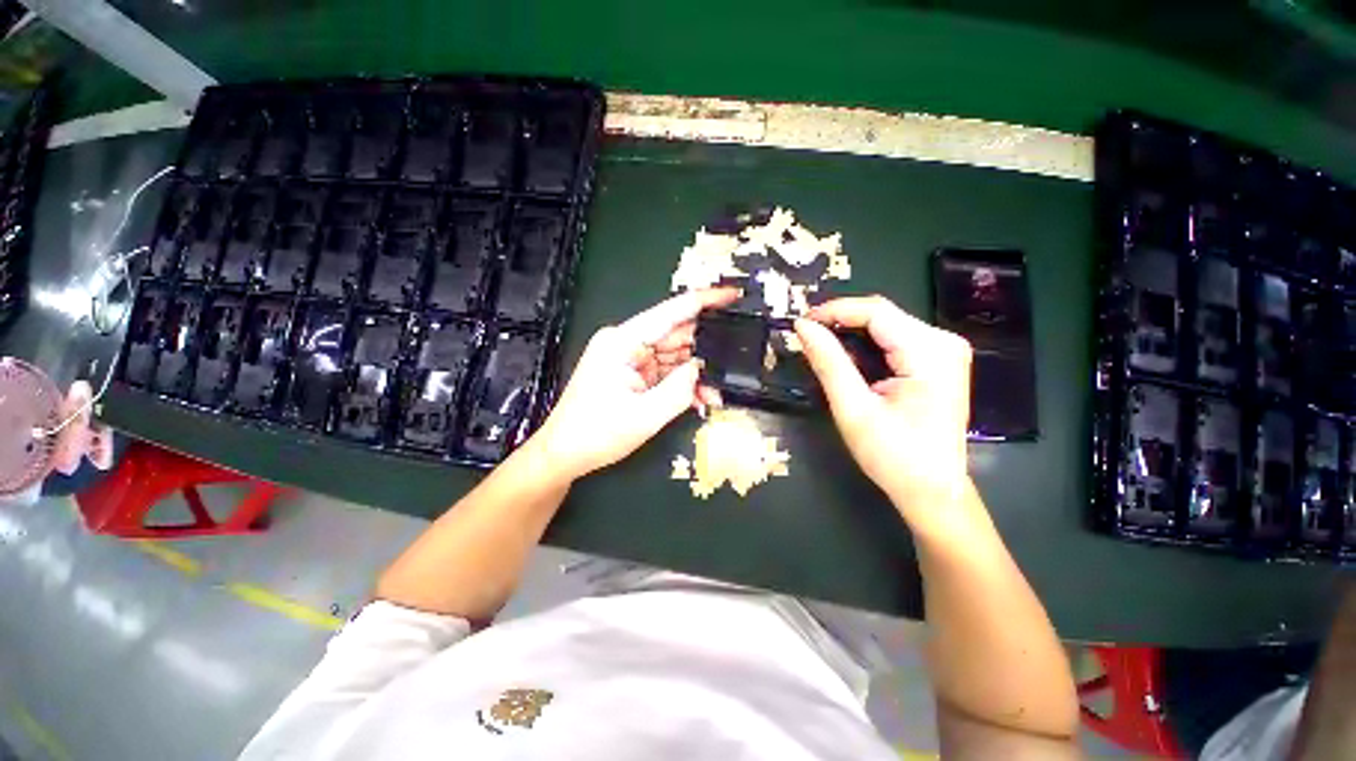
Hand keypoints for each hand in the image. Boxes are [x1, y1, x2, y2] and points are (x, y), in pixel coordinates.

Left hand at [532, 288, 739, 478]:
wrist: (565, 454)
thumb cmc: (598, 434)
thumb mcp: (646, 415)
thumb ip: (680, 389)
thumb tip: (702, 368)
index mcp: (623, 341)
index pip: (670, 312)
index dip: (705, 301)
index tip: (734, 294)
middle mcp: (626, 342)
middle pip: (675, 336)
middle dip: (705, 351)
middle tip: (734, 361)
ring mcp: (629, 358)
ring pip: (674, 356)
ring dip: (695, 373)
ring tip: (715, 392)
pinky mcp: (633, 373)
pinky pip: (665, 372)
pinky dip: (682, 384)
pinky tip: (699, 398)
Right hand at [794, 296, 971, 517]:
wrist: (932, 490)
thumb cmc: (894, 455)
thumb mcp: (853, 409)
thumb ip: (828, 363)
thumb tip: (803, 327)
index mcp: (930, 352)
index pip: (876, 312)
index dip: (834, 310)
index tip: (800, 322)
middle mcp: (943, 343)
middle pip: (883, 314)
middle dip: (841, 320)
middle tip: (806, 334)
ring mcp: (945, 351)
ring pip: (887, 323)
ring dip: (851, 330)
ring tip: (819, 343)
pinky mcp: (938, 361)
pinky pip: (895, 338)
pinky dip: (866, 342)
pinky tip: (846, 354)